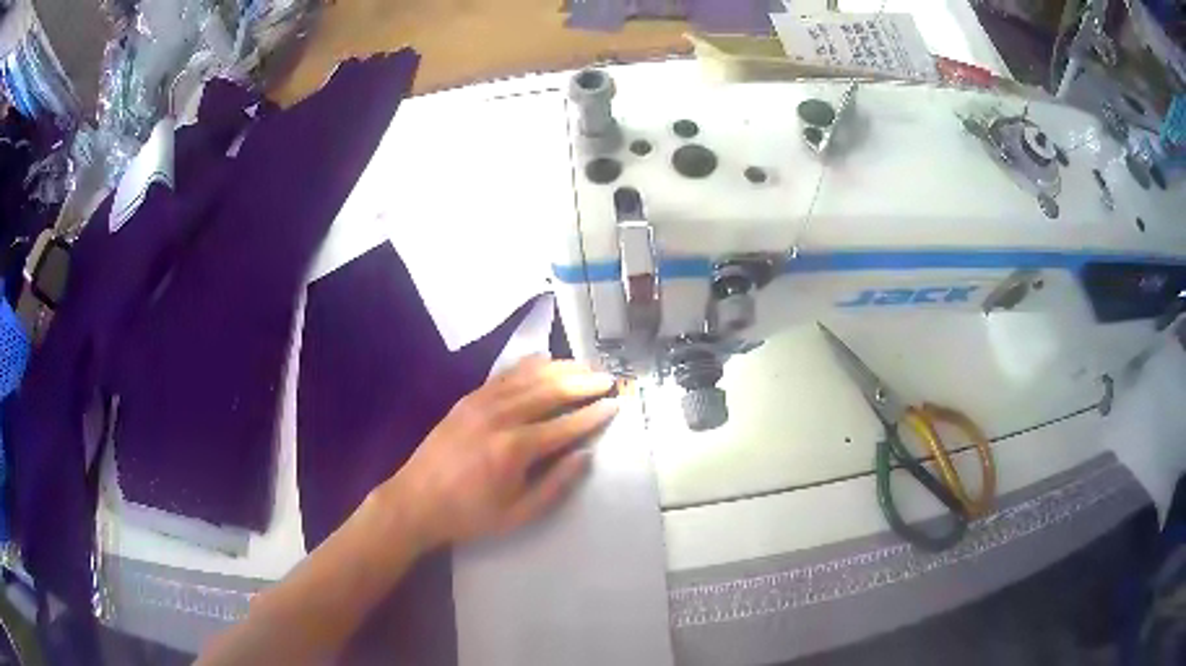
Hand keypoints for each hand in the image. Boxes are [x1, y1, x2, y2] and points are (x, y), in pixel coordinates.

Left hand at [383, 356, 617, 550]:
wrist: (415, 501)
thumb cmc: (470, 514)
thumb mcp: (517, 514)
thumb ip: (555, 484)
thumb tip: (585, 455)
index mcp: (514, 449)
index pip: (565, 425)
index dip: (593, 415)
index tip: (616, 404)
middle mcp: (500, 417)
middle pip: (550, 391)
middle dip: (583, 383)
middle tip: (608, 379)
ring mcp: (481, 402)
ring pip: (529, 377)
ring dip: (561, 368)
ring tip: (586, 366)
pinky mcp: (467, 398)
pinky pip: (504, 374)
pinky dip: (528, 365)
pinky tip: (545, 360)